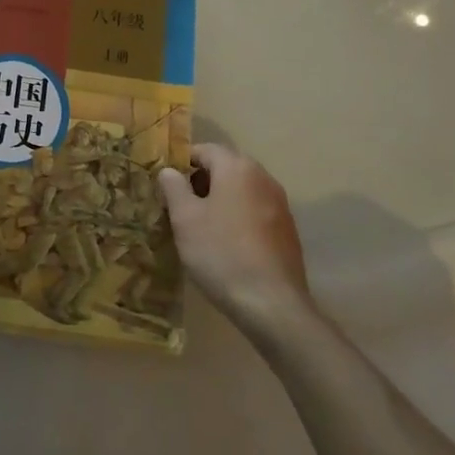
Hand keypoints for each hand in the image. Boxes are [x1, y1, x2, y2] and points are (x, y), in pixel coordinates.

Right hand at [158, 143, 309, 329]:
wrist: (273, 305)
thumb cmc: (221, 253)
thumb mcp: (185, 219)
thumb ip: (174, 187)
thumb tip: (169, 171)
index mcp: (237, 167)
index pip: (204, 149)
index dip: (181, 163)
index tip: (167, 186)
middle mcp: (263, 177)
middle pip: (225, 167)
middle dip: (201, 182)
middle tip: (180, 206)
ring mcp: (280, 204)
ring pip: (242, 190)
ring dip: (221, 200)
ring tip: (201, 227)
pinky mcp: (288, 230)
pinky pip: (256, 211)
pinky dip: (239, 218)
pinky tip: (228, 245)